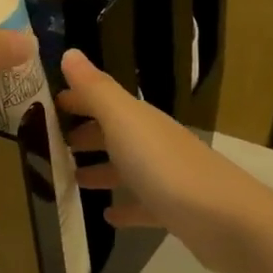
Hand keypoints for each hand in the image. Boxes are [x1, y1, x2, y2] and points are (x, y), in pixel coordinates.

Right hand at [58, 49, 271, 272]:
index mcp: (139, 119)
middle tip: (52, 145)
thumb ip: (96, 89)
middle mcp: (153, 141)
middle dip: (85, 134)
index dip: (77, 99)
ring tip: (72, 179)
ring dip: (101, 169)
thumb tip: (70, 52)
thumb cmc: (165, 166)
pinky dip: (125, 206)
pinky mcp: (174, 210)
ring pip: (126, 167)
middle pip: (114, 133)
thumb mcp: (124, 121)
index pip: (103, 99)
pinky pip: (142, 204)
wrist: (226, 220)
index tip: (46, 105)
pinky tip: (108, 216)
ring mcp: (166, 176)